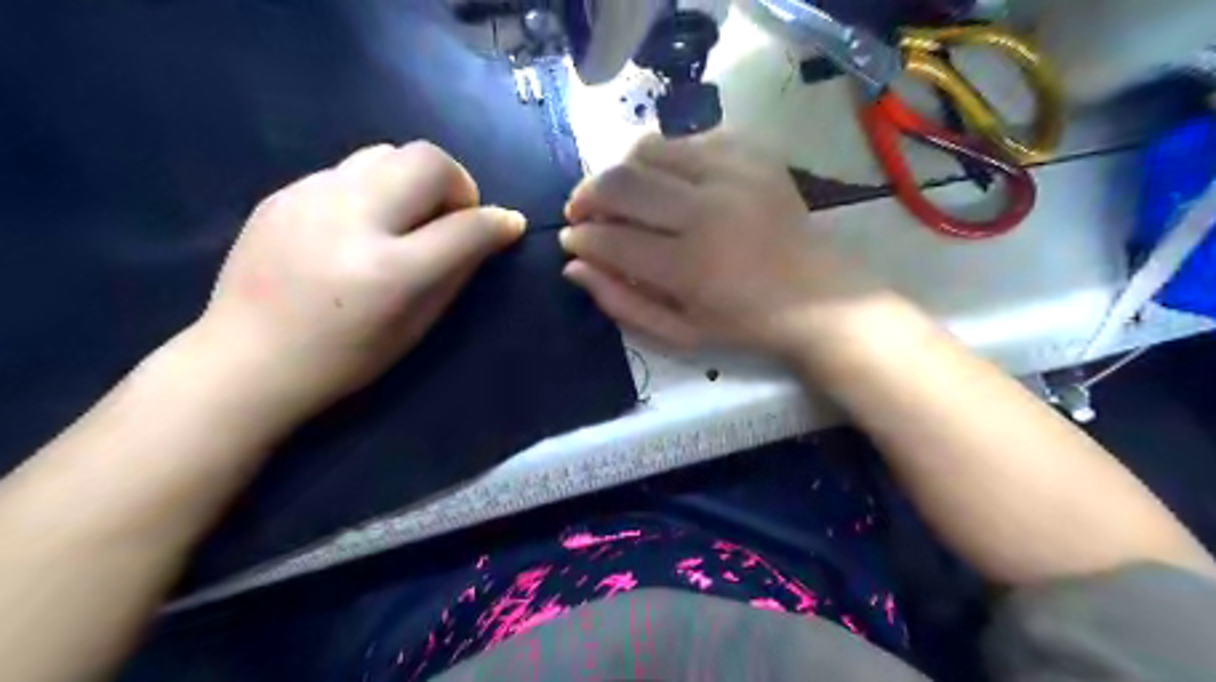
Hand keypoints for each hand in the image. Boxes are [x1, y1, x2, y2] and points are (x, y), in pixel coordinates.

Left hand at [185, 141, 521, 417]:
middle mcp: (352, 220)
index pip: (466, 226)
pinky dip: (375, 188)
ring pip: (387, 152)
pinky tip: (362, 224)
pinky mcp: (284, 191)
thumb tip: (492, 231)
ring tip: (406, 216)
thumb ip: (459, 271)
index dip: (499, 222)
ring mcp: (311, 198)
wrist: (248, 359)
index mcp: (391, 270)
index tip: (509, 224)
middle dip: (457, 183)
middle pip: (427, 160)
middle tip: (452, 216)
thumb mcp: (418, 326)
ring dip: (414, 179)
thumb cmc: (346, 358)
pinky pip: (349, 169)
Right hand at [562, 130, 891, 359]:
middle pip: (621, 182)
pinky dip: (662, 157)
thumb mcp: (678, 333)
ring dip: (619, 169)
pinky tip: (663, 181)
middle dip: (586, 195)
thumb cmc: (742, 323)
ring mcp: (733, 174)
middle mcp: (708, 211)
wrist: (815, 296)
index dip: (580, 238)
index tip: (571, 239)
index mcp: (690, 266)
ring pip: (648, 149)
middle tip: (581, 210)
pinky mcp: (751, 154)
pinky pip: (687, 140)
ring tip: (617, 193)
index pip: (611, 240)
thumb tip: (573, 265)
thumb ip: (621, 301)